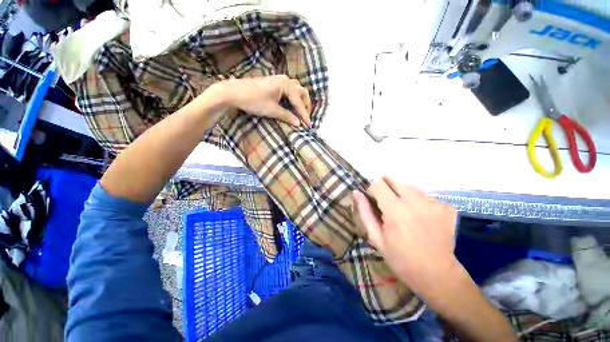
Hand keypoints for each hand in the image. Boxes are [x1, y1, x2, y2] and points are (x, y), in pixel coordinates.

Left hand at [215, 75, 311, 126]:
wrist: (233, 92)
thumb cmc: (253, 100)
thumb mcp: (272, 110)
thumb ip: (287, 116)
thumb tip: (298, 124)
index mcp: (286, 85)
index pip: (299, 102)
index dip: (304, 115)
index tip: (308, 125)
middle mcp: (285, 80)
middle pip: (302, 92)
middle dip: (306, 105)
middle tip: (306, 118)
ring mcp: (279, 80)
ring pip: (296, 90)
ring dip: (300, 101)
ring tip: (300, 112)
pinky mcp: (274, 83)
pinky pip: (289, 90)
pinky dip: (294, 99)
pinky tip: (291, 106)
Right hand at [353, 176, 458, 295]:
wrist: (439, 275)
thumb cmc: (401, 259)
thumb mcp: (376, 238)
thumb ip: (365, 212)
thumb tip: (356, 193)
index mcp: (395, 209)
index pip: (378, 183)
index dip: (372, 190)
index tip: (374, 201)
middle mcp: (415, 201)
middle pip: (393, 180)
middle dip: (386, 188)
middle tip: (387, 205)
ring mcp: (433, 202)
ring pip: (408, 187)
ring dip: (401, 195)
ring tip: (404, 214)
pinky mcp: (446, 207)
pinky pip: (424, 196)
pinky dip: (417, 202)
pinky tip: (420, 218)